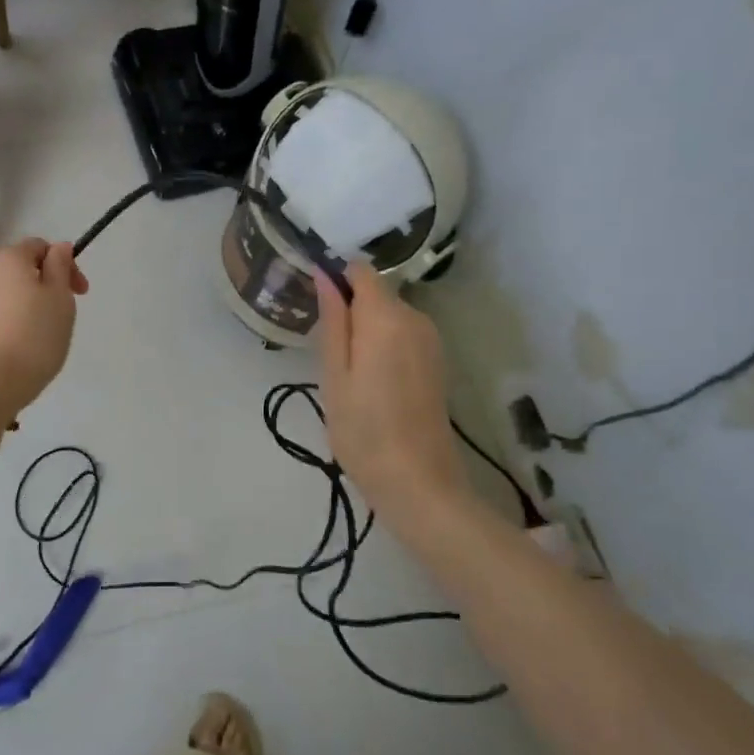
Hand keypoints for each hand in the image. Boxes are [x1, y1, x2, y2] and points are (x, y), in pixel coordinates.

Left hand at [0, 238, 88, 427]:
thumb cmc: (31, 338)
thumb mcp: (59, 298)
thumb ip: (60, 266)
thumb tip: (59, 247)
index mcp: (7, 259)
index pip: (40, 247)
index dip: (65, 264)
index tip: (80, 293)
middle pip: (21, 271)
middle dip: (47, 287)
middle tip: (64, 316)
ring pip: (7, 296)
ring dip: (28, 307)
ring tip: (43, 338)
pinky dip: (11, 326)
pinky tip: (20, 351)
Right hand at [316, 263, 462, 516]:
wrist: (419, 483)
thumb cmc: (363, 430)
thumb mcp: (334, 375)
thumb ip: (332, 321)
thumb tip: (325, 275)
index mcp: (386, 317)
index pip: (360, 271)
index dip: (336, 278)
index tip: (316, 307)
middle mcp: (415, 318)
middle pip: (376, 292)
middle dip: (350, 308)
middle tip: (326, 351)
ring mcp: (431, 340)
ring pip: (389, 314)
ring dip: (366, 329)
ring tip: (346, 371)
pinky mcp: (436, 360)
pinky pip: (403, 334)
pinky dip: (384, 344)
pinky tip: (371, 380)